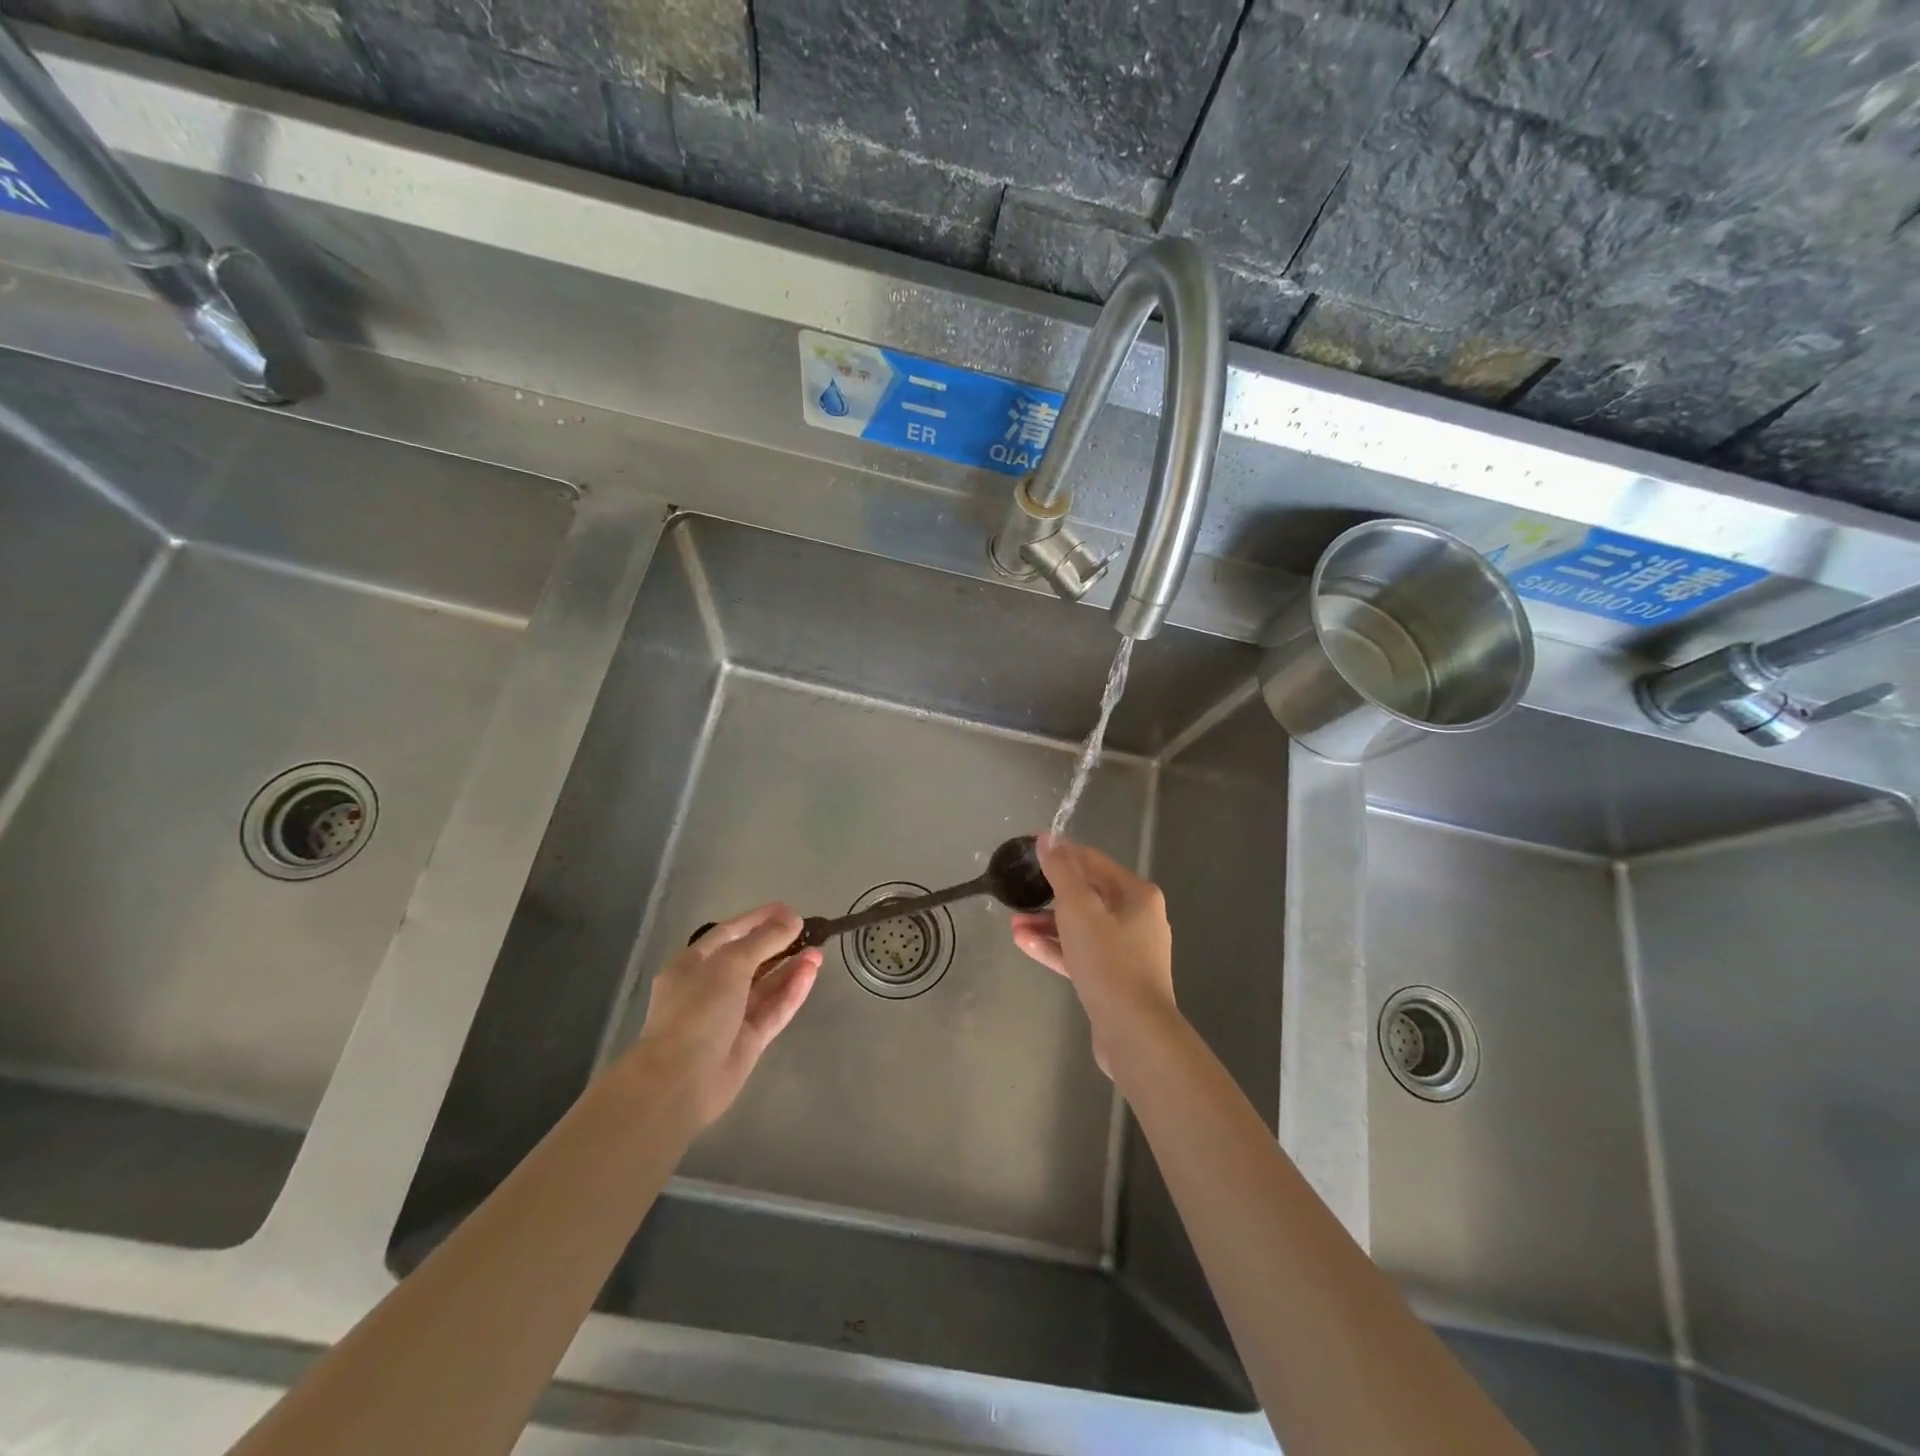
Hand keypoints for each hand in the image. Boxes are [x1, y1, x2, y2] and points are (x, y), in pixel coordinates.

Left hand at [628, 904, 819, 1129]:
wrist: (680, 1080)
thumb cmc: (698, 1010)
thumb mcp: (730, 964)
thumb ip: (764, 940)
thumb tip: (792, 919)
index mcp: (694, 963)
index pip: (730, 932)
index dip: (758, 919)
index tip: (788, 908)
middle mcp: (711, 986)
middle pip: (750, 958)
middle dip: (779, 944)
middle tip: (810, 931)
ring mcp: (730, 1015)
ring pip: (766, 985)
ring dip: (791, 967)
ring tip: (818, 952)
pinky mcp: (748, 1040)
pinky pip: (773, 1009)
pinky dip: (791, 991)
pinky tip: (811, 973)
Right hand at [1010, 834, 1176, 1076]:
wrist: (1134, 1032)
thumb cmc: (1108, 961)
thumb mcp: (1078, 908)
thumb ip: (1062, 870)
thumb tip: (1048, 837)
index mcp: (1137, 894)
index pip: (1093, 861)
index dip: (1060, 854)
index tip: (1028, 852)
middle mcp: (1137, 918)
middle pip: (1087, 895)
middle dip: (1049, 894)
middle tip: (1018, 892)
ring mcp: (1127, 951)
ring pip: (1081, 927)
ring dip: (1047, 923)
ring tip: (1013, 922)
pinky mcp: (1114, 979)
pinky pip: (1081, 953)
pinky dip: (1056, 947)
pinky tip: (1024, 943)